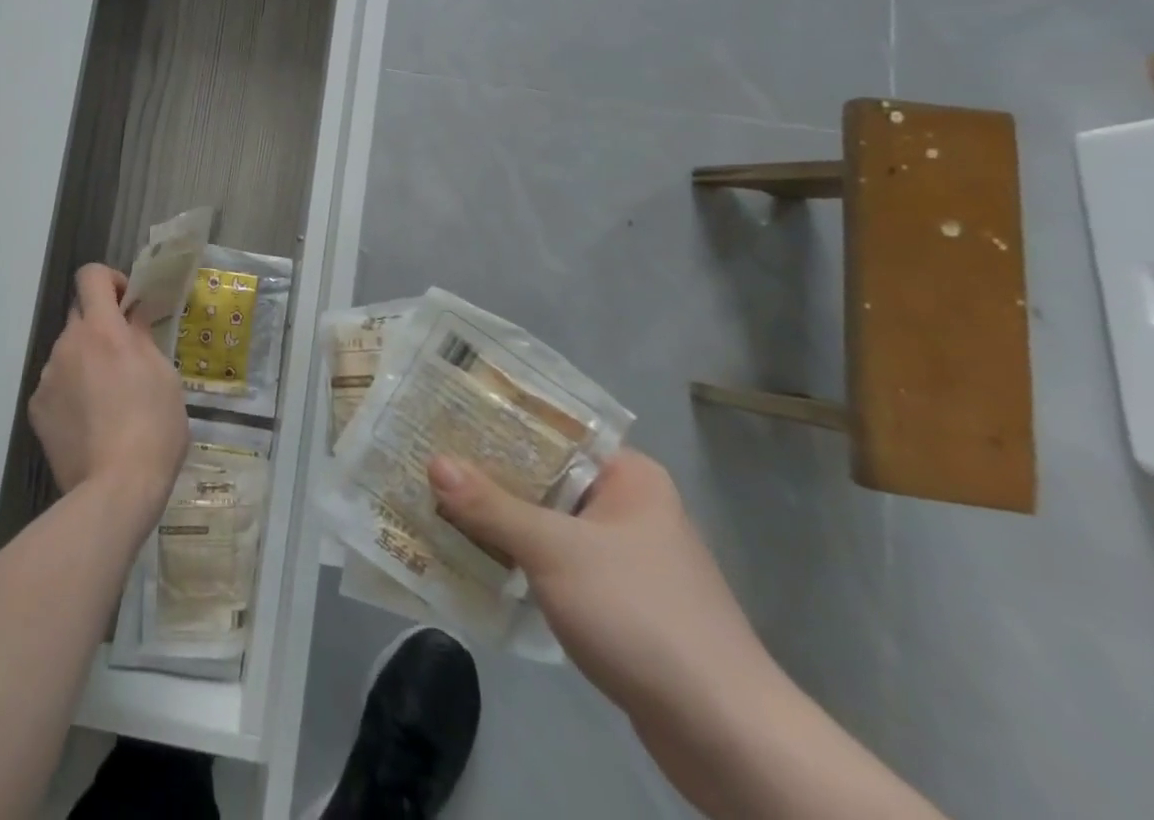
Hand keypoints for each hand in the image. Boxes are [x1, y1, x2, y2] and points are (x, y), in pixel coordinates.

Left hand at [30, 264, 188, 519]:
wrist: (114, 490)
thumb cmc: (153, 427)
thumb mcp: (164, 376)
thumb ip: (143, 338)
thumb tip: (133, 317)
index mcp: (103, 330)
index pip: (90, 276)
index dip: (110, 280)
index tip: (128, 303)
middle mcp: (68, 344)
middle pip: (79, 313)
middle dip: (101, 324)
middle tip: (124, 354)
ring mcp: (47, 377)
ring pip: (68, 352)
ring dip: (86, 360)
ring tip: (109, 399)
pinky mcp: (36, 409)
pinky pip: (56, 384)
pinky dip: (72, 391)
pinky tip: (91, 422)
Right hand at [428, 450, 775, 720]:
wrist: (727, 738)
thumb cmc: (642, 616)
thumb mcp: (555, 551)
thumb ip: (492, 507)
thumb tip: (433, 461)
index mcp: (627, 475)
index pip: (552, 430)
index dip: (497, 421)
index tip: (444, 415)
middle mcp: (627, 506)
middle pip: (543, 477)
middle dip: (487, 474)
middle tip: (426, 457)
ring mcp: (623, 556)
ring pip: (545, 522)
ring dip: (498, 519)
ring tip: (434, 501)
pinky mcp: (616, 602)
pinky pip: (554, 563)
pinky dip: (518, 559)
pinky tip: (472, 557)